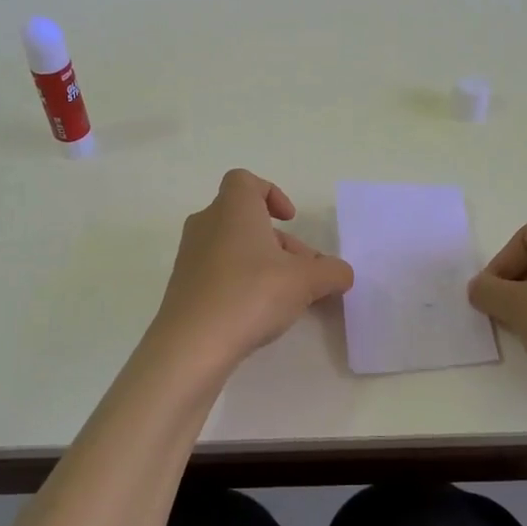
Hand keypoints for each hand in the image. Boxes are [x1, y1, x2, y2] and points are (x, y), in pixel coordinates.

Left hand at [150, 169, 354, 373]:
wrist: (192, 343)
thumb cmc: (251, 294)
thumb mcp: (305, 282)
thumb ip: (331, 272)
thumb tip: (343, 273)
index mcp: (233, 208)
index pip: (245, 181)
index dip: (271, 194)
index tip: (290, 220)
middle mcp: (207, 223)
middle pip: (246, 219)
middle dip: (279, 241)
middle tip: (304, 273)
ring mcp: (190, 255)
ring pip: (233, 246)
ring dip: (263, 263)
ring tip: (287, 297)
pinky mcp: (183, 285)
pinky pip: (218, 270)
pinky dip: (240, 281)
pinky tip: (257, 312)